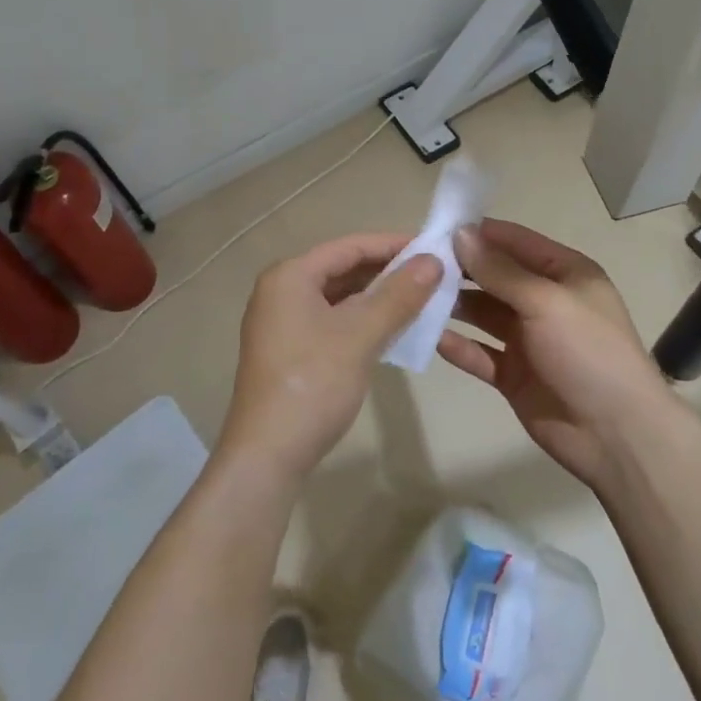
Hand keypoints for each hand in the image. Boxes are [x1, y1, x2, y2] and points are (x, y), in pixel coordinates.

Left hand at [222, 233, 441, 486]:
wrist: (267, 455)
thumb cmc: (313, 384)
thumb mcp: (361, 335)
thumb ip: (398, 295)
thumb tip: (434, 261)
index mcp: (290, 276)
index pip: (349, 246)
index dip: (393, 245)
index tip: (433, 248)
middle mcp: (281, 291)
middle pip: (342, 269)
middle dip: (387, 272)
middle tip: (433, 275)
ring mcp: (282, 323)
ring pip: (338, 297)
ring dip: (377, 297)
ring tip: (421, 299)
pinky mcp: (289, 350)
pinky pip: (332, 321)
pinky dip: (362, 320)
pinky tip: (392, 330)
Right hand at [438, 219, 675, 488]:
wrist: (616, 435)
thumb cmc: (588, 352)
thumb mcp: (546, 301)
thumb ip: (501, 270)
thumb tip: (461, 234)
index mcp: (564, 274)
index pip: (515, 242)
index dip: (478, 233)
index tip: (435, 228)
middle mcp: (544, 301)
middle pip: (495, 277)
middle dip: (459, 269)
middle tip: (414, 264)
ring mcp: (528, 339)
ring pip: (483, 314)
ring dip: (454, 306)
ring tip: (414, 297)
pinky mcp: (514, 375)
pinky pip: (480, 353)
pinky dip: (458, 346)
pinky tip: (429, 337)